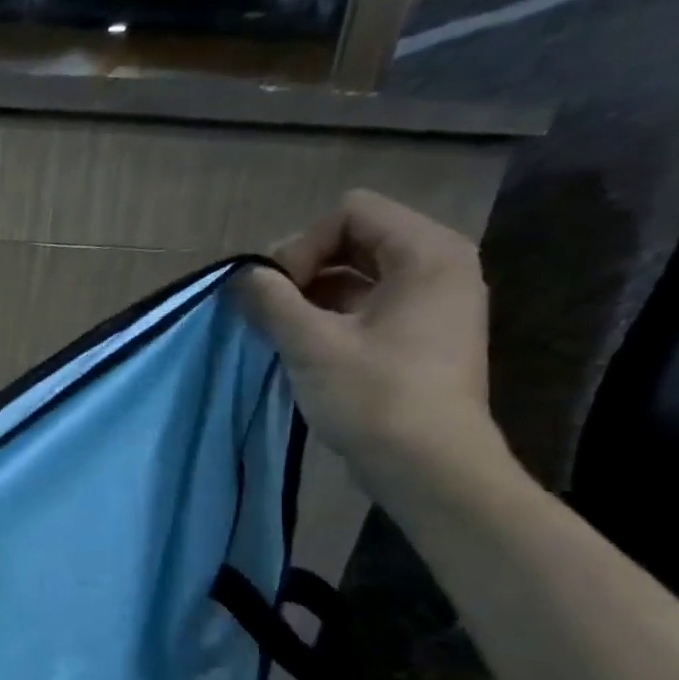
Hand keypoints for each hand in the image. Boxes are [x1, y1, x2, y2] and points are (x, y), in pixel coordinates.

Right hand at [239, 190, 502, 488]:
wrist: (429, 467)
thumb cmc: (376, 397)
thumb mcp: (312, 344)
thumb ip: (271, 300)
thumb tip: (241, 275)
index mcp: (427, 254)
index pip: (351, 212)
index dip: (304, 245)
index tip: (280, 295)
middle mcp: (438, 267)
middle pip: (353, 239)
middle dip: (303, 269)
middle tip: (271, 312)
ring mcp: (431, 303)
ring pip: (356, 275)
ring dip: (310, 297)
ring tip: (281, 333)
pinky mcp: (419, 336)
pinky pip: (366, 305)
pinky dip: (329, 317)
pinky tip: (302, 349)